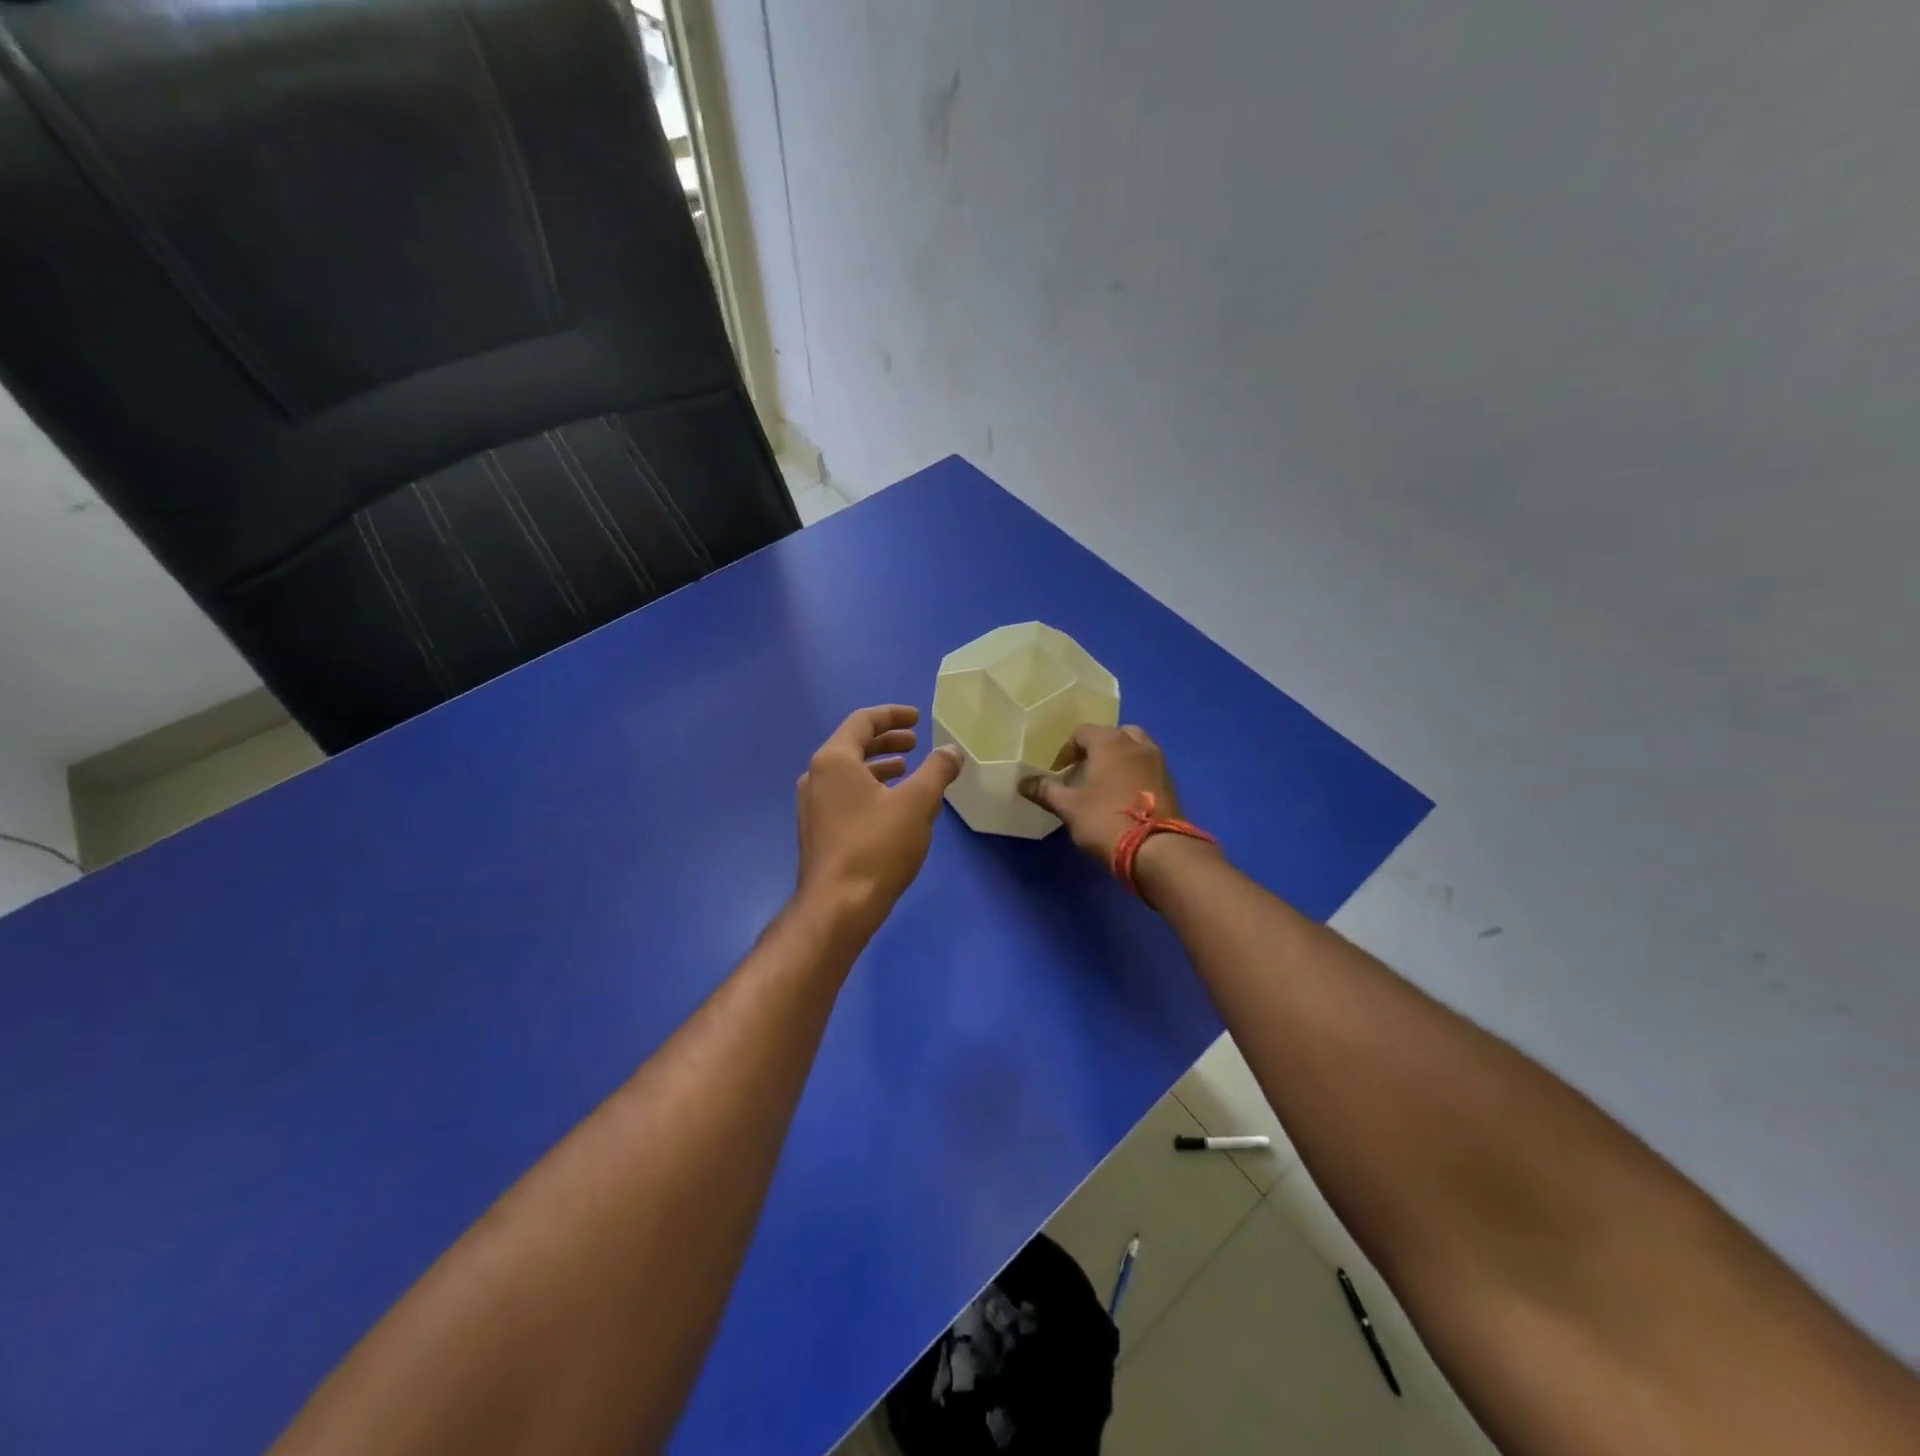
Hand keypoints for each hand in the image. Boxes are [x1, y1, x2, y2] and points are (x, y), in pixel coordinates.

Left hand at [795, 705, 961, 930]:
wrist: (838, 907)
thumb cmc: (877, 846)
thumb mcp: (918, 803)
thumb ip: (937, 771)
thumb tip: (951, 750)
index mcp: (834, 760)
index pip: (863, 721)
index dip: (892, 715)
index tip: (917, 718)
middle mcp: (816, 776)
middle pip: (853, 745)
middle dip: (887, 741)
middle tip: (915, 743)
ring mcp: (812, 806)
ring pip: (848, 773)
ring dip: (879, 766)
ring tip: (907, 772)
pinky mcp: (817, 831)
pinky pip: (844, 795)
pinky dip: (869, 789)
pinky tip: (891, 807)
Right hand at [1020, 724, 1187, 863]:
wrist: (1157, 849)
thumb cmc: (1106, 820)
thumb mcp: (1068, 807)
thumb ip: (1045, 790)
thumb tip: (1023, 782)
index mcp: (1110, 742)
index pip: (1082, 733)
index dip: (1066, 751)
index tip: (1058, 773)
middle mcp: (1137, 744)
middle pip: (1112, 735)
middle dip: (1096, 751)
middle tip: (1083, 773)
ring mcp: (1158, 762)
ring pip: (1134, 750)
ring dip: (1118, 761)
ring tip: (1104, 785)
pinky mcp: (1171, 783)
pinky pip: (1147, 768)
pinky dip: (1134, 774)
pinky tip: (1124, 798)